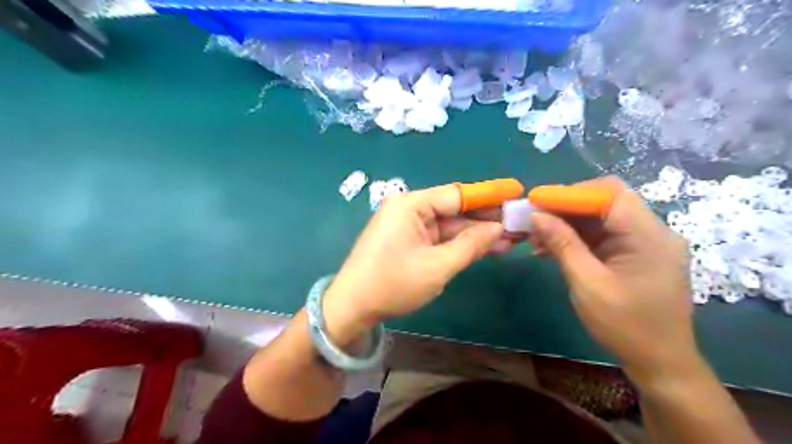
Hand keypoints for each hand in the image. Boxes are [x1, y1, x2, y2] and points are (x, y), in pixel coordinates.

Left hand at [322, 183, 514, 342]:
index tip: (517, 193)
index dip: (489, 195)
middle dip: (485, 218)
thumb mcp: (437, 266)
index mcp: (411, 205)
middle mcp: (409, 209)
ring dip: (476, 234)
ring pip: (449, 225)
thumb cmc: (392, 284)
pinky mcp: (408, 241)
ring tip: (511, 239)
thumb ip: (470, 245)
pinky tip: (485, 247)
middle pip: (454, 209)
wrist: (352, 307)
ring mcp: (408, 225)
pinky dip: (460, 243)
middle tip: (519, 224)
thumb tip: (498, 228)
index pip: (457, 194)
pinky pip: (439, 237)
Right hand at [528, 176, 693, 381]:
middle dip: (565, 208)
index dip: (570, 193)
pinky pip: (603, 235)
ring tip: (536, 238)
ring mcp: (645, 242)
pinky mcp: (635, 254)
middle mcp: (652, 231)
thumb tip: (536, 215)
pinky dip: (577, 238)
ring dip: (567, 224)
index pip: (609, 193)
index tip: (536, 201)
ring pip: (600, 218)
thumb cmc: (625, 325)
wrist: (660, 362)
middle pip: (604, 202)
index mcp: (648, 235)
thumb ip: (563, 244)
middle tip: (533, 219)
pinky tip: (552, 248)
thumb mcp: (587, 283)